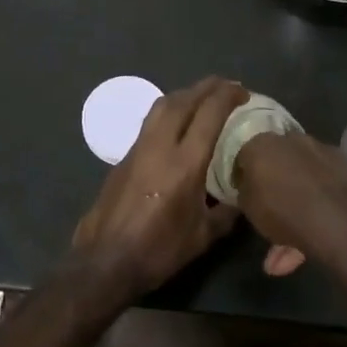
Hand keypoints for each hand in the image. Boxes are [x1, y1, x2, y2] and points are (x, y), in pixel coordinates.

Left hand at [71, 77, 247, 303]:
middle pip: (183, 101)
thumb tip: (239, 199)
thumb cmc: (159, 251)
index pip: (209, 114)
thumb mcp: (202, 237)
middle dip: (206, 87)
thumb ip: (225, 213)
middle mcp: (160, 147)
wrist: (105, 262)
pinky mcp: (123, 158)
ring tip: (200, 97)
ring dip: (184, 94)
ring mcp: (137, 149)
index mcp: (185, 164)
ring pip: (161, 106)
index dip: (227, 96)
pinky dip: (168, 113)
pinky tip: (176, 125)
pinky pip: (149, 123)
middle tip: (224, 84)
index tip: (242, 91)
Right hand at [234, 131, 346, 277]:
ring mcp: (318, 150)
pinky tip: (307, 239)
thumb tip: (248, 183)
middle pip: (275, 161)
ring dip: (293, 206)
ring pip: (300, 177)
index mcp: (261, 143)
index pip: (244, 154)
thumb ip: (245, 189)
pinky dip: (314, 204)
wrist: (335, 223)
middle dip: (272, 183)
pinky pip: (320, 184)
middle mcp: (290, 139)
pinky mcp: (341, 165)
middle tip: (267, 210)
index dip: (242, 173)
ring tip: (285, 252)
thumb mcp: (247, 207)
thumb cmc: (281, 211)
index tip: (243, 190)